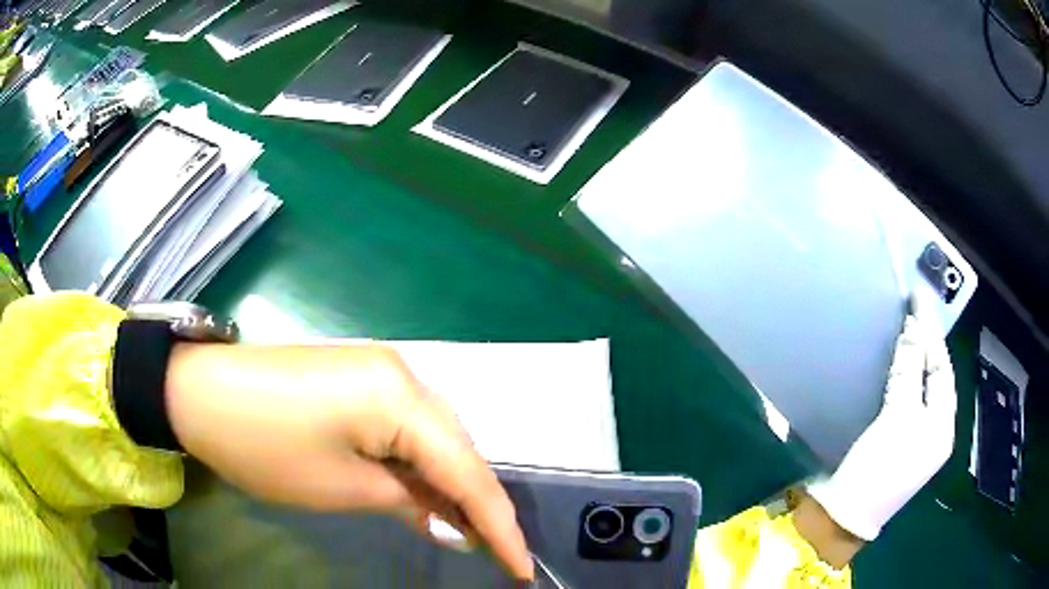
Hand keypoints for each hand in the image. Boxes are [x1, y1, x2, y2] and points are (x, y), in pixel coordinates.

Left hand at [164, 342, 532, 580]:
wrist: (200, 391)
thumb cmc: (265, 445)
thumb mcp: (340, 488)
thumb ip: (408, 502)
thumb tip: (452, 524)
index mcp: (401, 396)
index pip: (468, 471)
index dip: (500, 525)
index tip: (522, 568)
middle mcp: (404, 373)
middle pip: (459, 448)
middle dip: (480, 504)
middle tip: (494, 551)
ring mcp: (381, 370)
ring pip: (436, 436)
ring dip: (451, 483)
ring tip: (466, 528)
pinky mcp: (360, 377)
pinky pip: (408, 425)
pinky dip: (422, 463)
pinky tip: (424, 490)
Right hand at [807, 290, 956, 541]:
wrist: (843, 516)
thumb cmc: (879, 467)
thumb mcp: (898, 416)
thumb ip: (908, 370)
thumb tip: (913, 327)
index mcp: (942, 426)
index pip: (941, 369)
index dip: (931, 334)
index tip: (918, 301)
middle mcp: (934, 431)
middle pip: (933, 378)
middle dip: (925, 345)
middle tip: (912, 311)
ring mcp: (914, 439)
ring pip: (919, 389)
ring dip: (912, 360)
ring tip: (905, 330)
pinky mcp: (894, 443)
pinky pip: (904, 400)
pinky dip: (900, 379)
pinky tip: (894, 365)